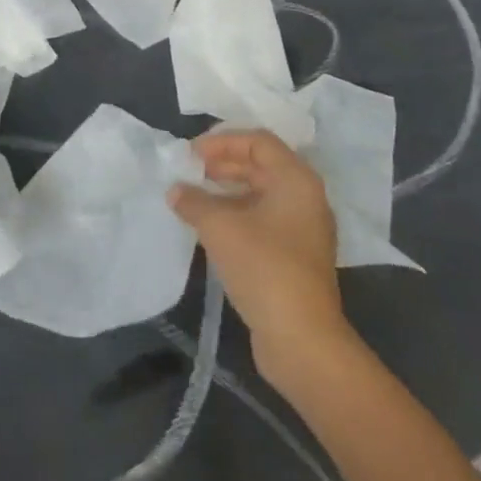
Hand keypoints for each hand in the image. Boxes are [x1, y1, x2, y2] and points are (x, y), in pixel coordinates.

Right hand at [169, 129, 353, 395]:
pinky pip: (264, 220)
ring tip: (193, 198)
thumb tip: (176, 190)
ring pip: (261, 194)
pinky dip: (237, 215)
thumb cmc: (263, 267)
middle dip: (223, 165)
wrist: (302, 339)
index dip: (223, 142)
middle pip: (261, 166)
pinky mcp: (296, 256)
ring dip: (227, 192)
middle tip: (189, 173)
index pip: (258, 142)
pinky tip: (210, 227)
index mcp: (296, 179)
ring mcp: (303, 229)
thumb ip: (194, 201)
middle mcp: (305, 197)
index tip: (191, 154)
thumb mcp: (220, 227)